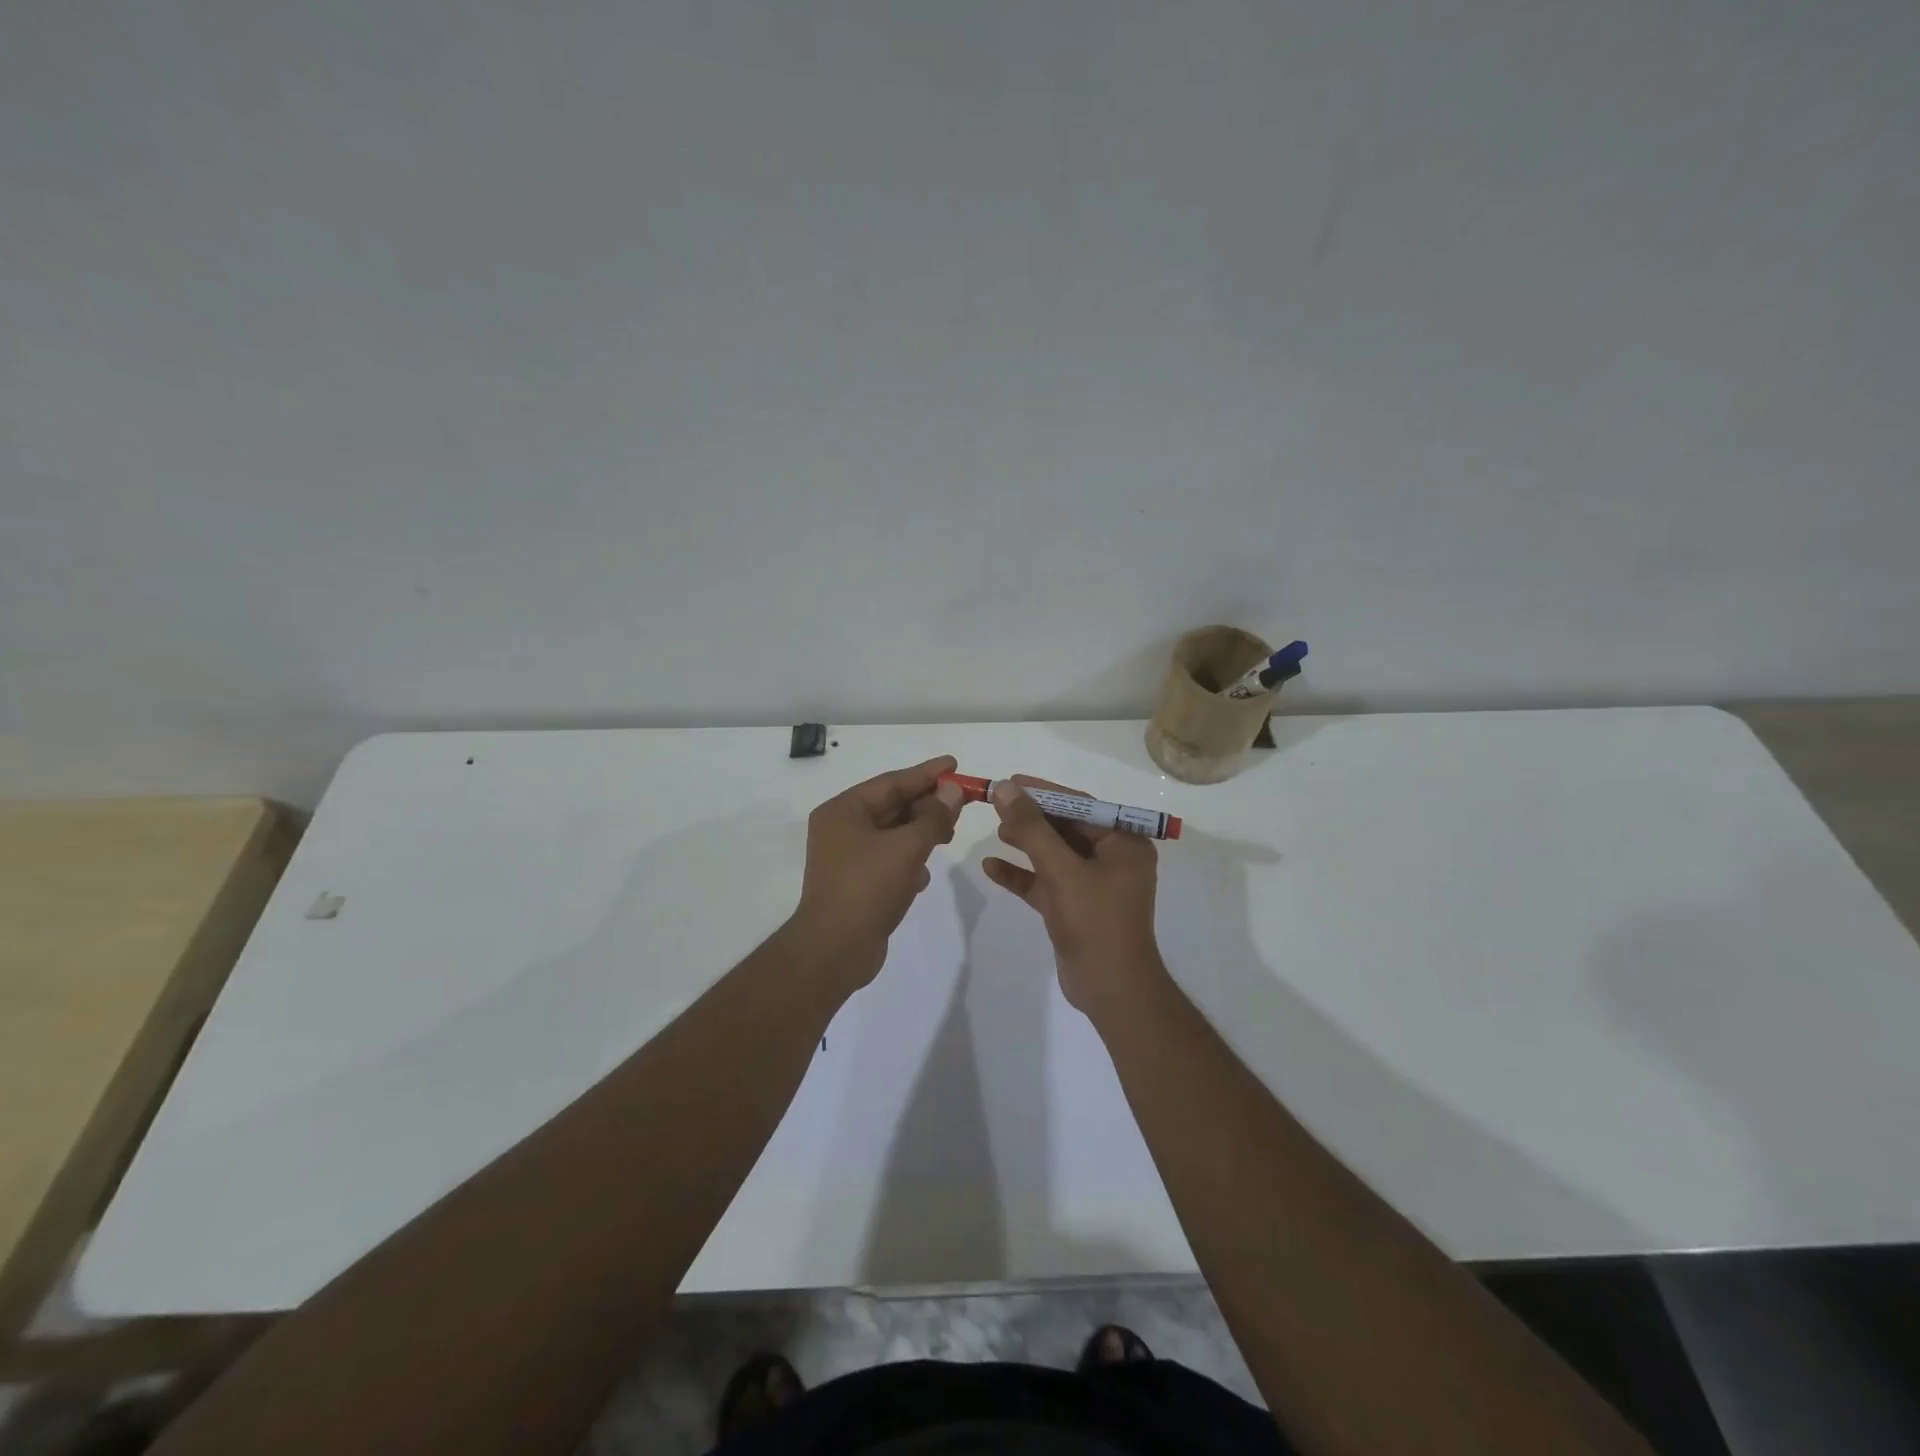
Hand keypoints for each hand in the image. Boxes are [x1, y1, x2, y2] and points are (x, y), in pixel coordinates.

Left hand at [788, 755, 964, 992]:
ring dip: (921, 833)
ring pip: (892, 835)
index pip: (891, 782)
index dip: (926, 773)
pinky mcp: (856, 884)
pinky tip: (925, 875)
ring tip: (951, 833)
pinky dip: (908, 861)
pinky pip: (888, 861)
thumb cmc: (867, 888)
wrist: (834, 951)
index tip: (954, 764)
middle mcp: (841, 829)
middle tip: (962, 800)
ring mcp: (846, 858)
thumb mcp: (906, 847)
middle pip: (892, 807)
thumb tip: (952, 790)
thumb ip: (933, 817)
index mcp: (843, 811)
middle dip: (927, 805)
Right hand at [981, 776, 1168, 1020]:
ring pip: (1054, 854)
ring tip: (996, 831)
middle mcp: (1112, 858)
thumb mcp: (1061, 870)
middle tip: (997, 806)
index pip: (1081, 805)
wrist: (1111, 990)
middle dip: (1032, 818)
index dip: (1044, 792)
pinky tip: (991, 867)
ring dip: (1026, 842)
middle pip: (1066, 827)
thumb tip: (1006, 788)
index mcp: (1124, 842)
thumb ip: (1032, 828)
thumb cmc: (1095, 922)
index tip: (1010, 781)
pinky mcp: (1075, 907)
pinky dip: (1022, 875)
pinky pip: (1045, 882)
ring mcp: (1093, 884)